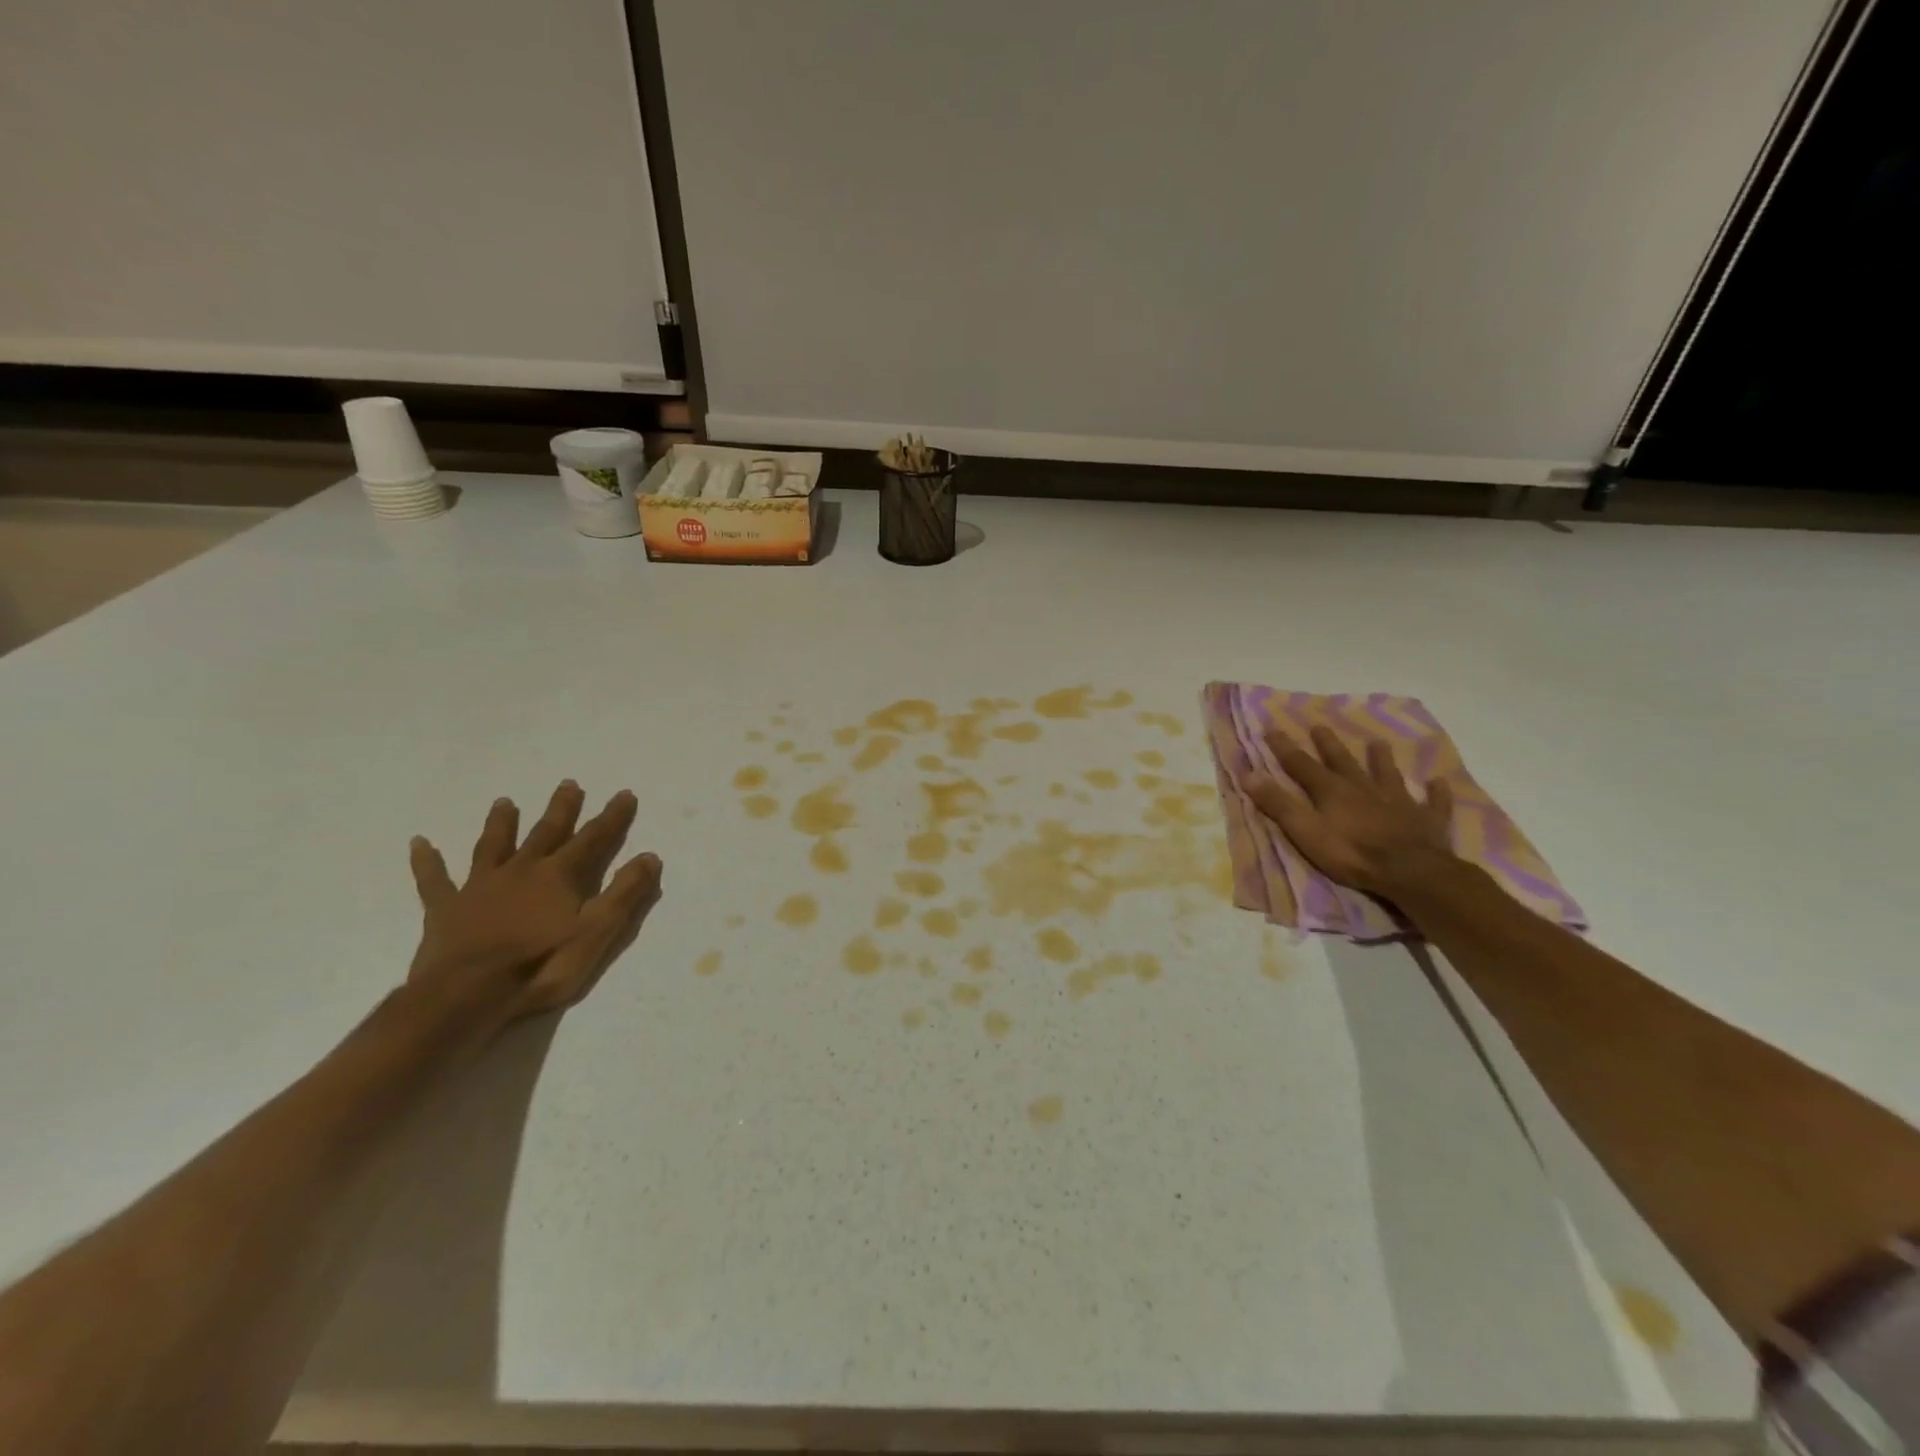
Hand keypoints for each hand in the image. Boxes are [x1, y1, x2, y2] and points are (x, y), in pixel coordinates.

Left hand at [407, 781, 662, 1018]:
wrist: (467, 996)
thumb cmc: (540, 966)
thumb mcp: (597, 932)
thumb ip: (624, 893)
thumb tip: (650, 856)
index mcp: (559, 876)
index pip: (593, 839)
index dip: (612, 817)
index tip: (624, 794)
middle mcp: (521, 871)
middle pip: (545, 833)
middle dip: (561, 809)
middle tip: (569, 784)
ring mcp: (480, 888)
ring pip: (493, 847)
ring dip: (501, 824)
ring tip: (504, 802)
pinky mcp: (446, 910)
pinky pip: (434, 880)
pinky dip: (428, 862)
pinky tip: (420, 843)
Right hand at [1244, 726, 1456, 899]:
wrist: (1411, 872)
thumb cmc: (1351, 854)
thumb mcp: (1305, 831)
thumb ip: (1278, 804)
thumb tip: (1248, 774)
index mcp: (1331, 791)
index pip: (1302, 765)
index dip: (1284, 748)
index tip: (1272, 729)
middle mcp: (1363, 788)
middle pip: (1343, 762)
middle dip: (1328, 745)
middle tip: (1320, 726)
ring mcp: (1398, 801)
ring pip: (1387, 774)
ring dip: (1381, 759)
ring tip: (1378, 743)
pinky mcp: (1426, 819)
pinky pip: (1432, 802)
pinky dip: (1435, 792)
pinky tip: (1437, 782)